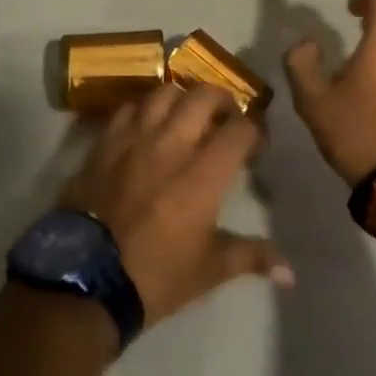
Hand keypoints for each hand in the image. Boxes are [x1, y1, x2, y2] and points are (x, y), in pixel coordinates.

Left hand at [61, 83, 291, 327]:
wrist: (83, 283)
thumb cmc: (155, 276)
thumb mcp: (210, 269)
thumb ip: (252, 257)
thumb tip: (291, 274)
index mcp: (203, 174)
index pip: (240, 129)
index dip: (255, 130)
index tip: (255, 146)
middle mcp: (171, 145)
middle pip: (203, 96)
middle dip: (223, 101)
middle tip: (225, 118)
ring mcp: (133, 140)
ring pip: (163, 92)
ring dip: (182, 98)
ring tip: (186, 115)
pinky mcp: (103, 144)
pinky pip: (128, 108)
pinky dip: (144, 110)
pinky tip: (147, 126)